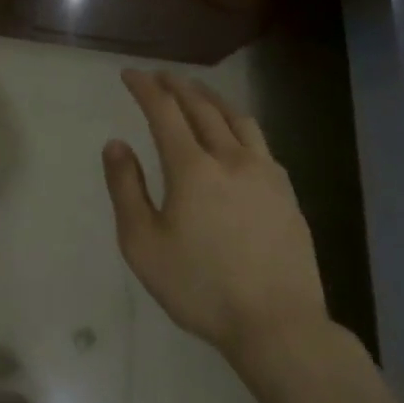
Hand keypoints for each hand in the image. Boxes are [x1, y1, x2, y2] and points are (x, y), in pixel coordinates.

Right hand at [103, 70, 331, 375]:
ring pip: (236, 119)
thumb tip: (116, 144)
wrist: (280, 328)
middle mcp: (230, 158)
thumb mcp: (143, 245)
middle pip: (201, 106)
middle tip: (160, 76)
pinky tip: (237, 137)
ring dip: (211, 99)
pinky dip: (239, 126)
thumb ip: (125, 189)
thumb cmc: (201, 288)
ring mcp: (265, 174)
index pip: (163, 110)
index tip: (130, 74)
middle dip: (176, 86)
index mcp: (192, 167)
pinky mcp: (287, 194)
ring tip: (198, 93)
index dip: (144, 87)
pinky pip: (260, 143)